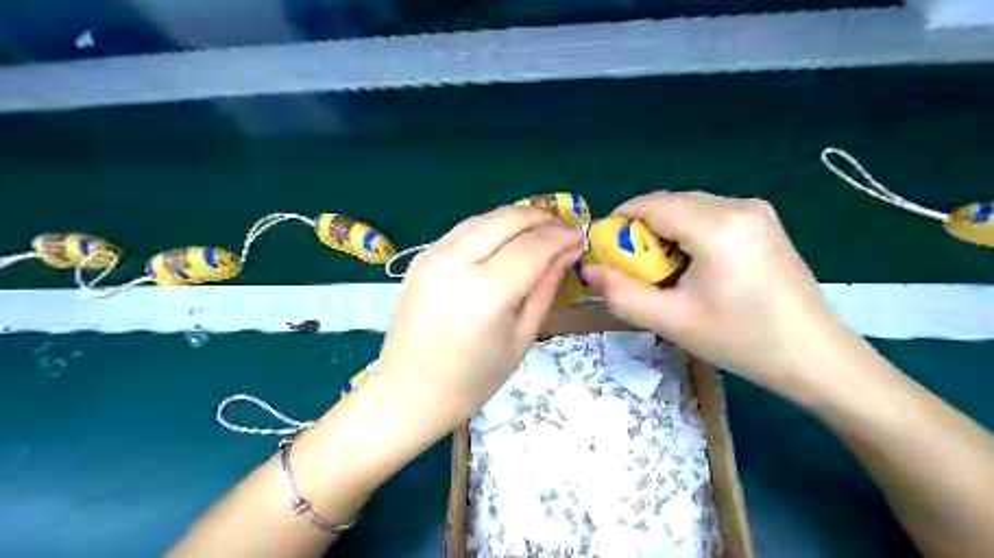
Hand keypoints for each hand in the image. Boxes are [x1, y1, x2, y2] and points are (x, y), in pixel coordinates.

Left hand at [378, 207, 584, 432]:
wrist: (410, 391)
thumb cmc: (473, 379)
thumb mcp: (522, 337)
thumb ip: (545, 289)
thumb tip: (566, 252)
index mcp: (487, 292)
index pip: (534, 246)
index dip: (562, 236)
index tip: (580, 237)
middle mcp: (457, 262)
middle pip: (508, 220)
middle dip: (542, 218)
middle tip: (563, 230)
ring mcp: (433, 255)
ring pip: (485, 217)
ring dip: (517, 218)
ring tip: (539, 230)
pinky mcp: (421, 257)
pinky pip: (464, 229)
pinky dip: (491, 227)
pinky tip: (505, 239)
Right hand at [584, 193, 854, 401]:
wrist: (815, 357)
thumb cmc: (741, 340)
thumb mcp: (672, 321)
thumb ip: (621, 294)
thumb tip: (587, 270)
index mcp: (718, 226)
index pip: (651, 204)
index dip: (619, 222)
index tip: (605, 252)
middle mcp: (738, 206)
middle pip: (669, 203)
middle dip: (641, 231)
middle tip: (632, 269)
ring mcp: (756, 211)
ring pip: (688, 208)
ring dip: (664, 233)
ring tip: (663, 272)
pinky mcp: (763, 222)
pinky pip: (709, 216)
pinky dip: (687, 234)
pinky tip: (692, 267)